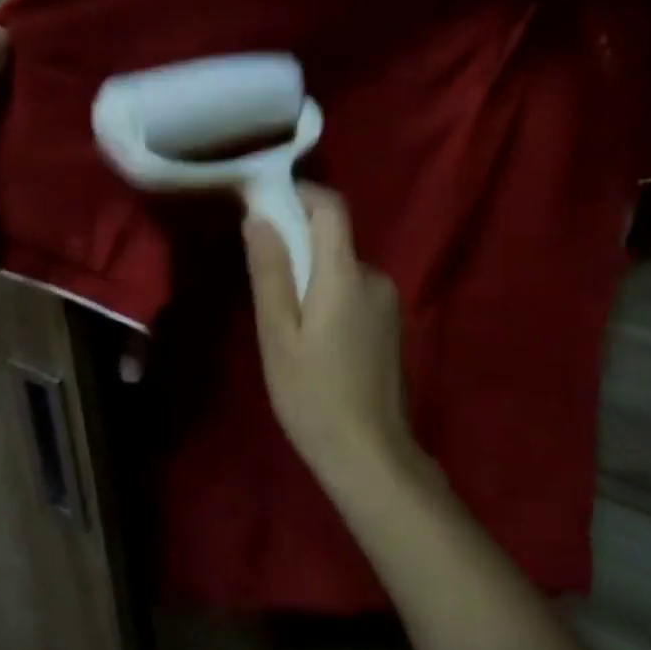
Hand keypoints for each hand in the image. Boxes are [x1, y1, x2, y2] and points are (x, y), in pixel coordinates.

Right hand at [244, 184, 414, 482]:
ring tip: (287, 321)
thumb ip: (270, 272)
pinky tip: (315, 339)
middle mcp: (375, 277)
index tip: (269, 203)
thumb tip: (259, 217)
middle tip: (265, 279)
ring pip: (342, 268)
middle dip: (299, 245)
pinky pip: (355, 291)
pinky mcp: (392, 324)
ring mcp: (389, 302)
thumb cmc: (313, 396)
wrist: (370, 455)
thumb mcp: (278, 335)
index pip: (332, 207)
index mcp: (346, 275)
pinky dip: (330, 296)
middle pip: (334, 239)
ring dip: (314, 277)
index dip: (302, 194)